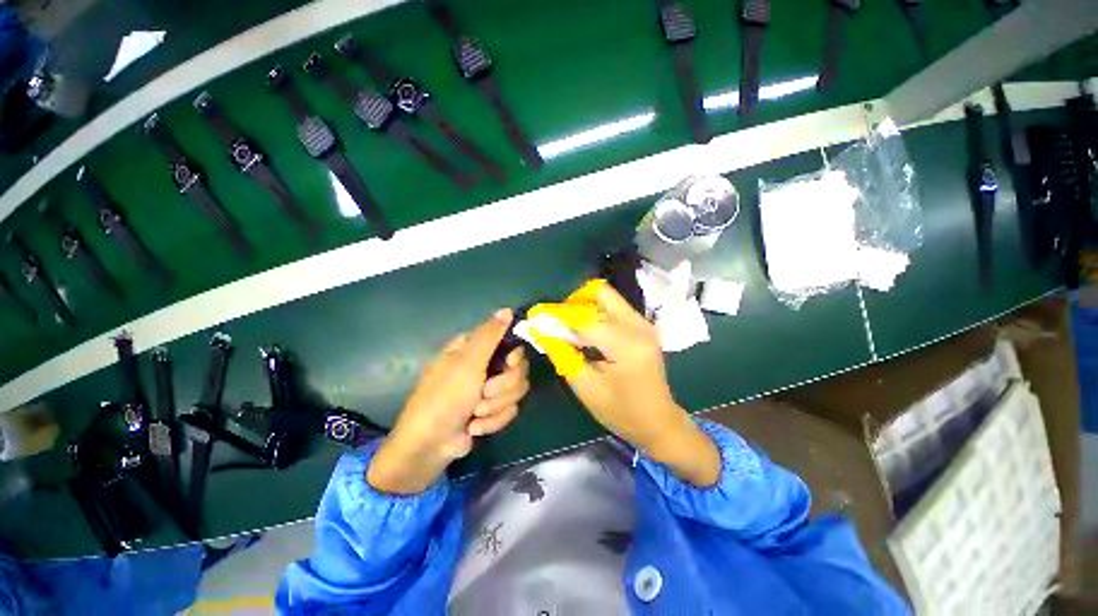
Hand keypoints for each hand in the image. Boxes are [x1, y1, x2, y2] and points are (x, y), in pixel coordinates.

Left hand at [368, 309, 529, 494]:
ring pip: (516, 391)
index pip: (510, 342)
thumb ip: (490, 335)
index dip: (515, 356)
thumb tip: (508, 309)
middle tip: (484, 393)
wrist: (430, 444)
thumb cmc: (445, 396)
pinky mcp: (492, 410)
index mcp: (475, 348)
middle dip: (503, 386)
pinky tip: (474, 427)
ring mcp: (489, 389)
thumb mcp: (468, 361)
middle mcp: (484, 365)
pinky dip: (492, 421)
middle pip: (518, 369)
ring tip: (475, 413)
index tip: (509, 364)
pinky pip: (509, 410)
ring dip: (496, 406)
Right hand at [537, 281, 720, 486]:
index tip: (537, 317)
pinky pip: (615, 308)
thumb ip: (562, 354)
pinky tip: (588, 334)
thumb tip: (541, 330)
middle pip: (601, 293)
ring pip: (608, 298)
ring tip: (571, 329)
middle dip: (574, 302)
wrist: (659, 421)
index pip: (584, 317)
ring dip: (584, 307)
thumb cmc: (621, 411)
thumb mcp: (586, 387)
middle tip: (559, 321)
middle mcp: (638, 326)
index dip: (557, 316)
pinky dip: (596, 314)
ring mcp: (643, 324)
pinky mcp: (643, 327)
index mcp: (625, 344)